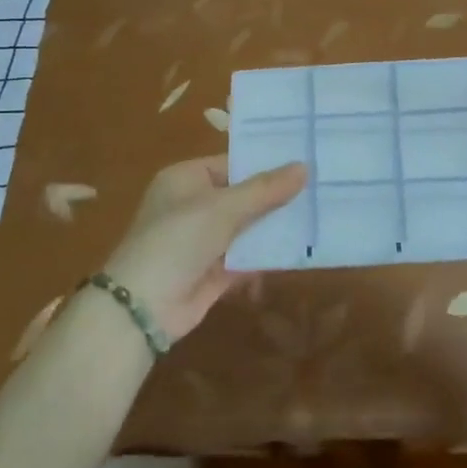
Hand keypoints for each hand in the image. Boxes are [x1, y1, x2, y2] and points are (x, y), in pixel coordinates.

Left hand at [100, 156, 306, 339]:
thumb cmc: (177, 240)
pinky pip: (248, 256)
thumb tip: (304, 167)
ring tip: (321, 216)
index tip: (306, 160)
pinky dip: (268, 254)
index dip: (267, 164)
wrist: (144, 306)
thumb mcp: (222, 208)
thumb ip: (265, 190)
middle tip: (322, 187)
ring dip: (276, 226)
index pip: (234, 164)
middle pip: (244, 196)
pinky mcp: (215, 271)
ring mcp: (205, 240)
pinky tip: (303, 249)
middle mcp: (194, 206)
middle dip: (278, 197)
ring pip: (248, 227)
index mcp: (187, 179)